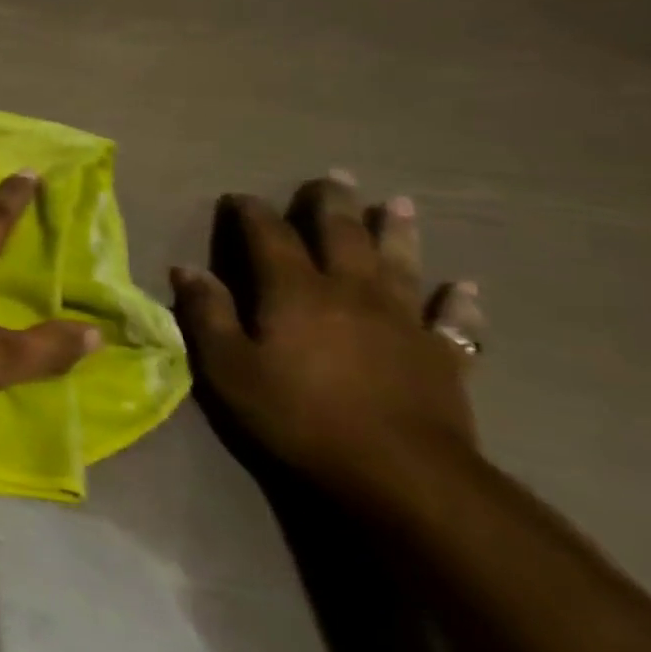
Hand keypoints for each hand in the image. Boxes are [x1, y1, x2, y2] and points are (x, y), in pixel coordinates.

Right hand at [171, 173, 482, 512]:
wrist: (402, 473)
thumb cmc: (299, 415)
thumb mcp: (230, 368)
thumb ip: (207, 314)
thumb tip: (186, 270)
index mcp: (294, 291)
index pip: (269, 236)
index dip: (252, 212)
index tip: (239, 198)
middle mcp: (351, 291)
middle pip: (341, 235)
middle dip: (330, 204)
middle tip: (330, 178)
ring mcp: (403, 321)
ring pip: (400, 263)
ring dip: (397, 231)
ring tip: (397, 203)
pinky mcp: (442, 356)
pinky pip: (454, 321)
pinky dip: (458, 302)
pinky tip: (464, 288)